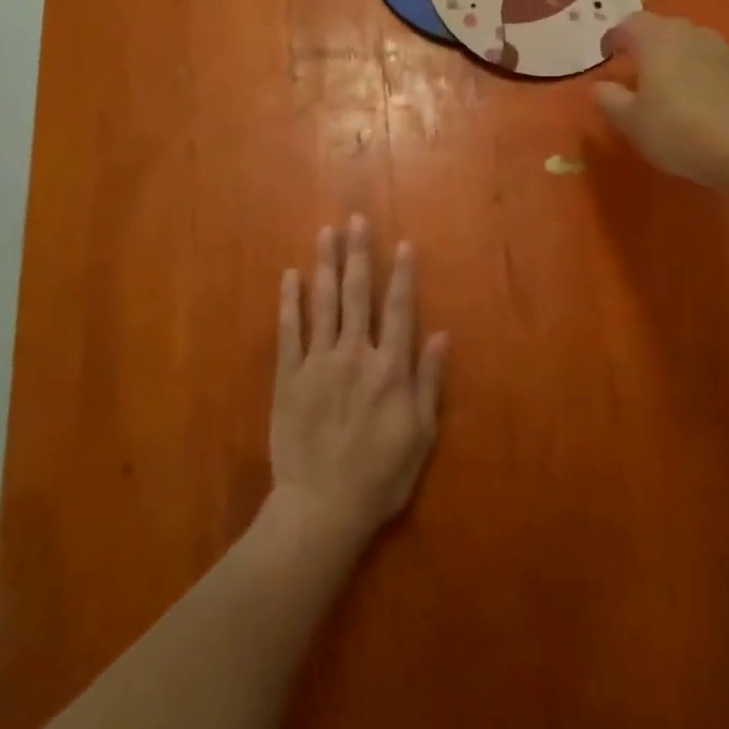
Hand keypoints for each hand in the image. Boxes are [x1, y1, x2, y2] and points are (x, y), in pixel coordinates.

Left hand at [269, 216, 446, 557]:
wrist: (322, 507)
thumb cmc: (380, 476)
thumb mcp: (420, 434)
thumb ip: (429, 381)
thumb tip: (440, 334)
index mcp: (390, 369)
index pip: (399, 309)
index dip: (402, 274)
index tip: (402, 243)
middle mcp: (355, 354)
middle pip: (357, 294)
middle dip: (358, 254)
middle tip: (356, 220)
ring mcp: (318, 363)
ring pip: (323, 303)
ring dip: (325, 265)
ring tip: (325, 233)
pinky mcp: (288, 377)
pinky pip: (289, 331)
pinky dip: (290, 301)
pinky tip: (290, 276)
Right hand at [595, 12, 728, 189]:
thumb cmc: (677, 131)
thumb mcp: (630, 121)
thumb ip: (609, 98)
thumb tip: (600, 85)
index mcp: (657, 39)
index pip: (628, 23)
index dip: (613, 37)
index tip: (607, 56)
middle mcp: (692, 33)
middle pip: (663, 29)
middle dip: (647, 45)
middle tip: (638, 71)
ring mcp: (725, 48)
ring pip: (692, 44)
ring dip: (678, 58)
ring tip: (673, 87)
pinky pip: (716, 62)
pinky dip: (704, 73)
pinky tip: (705, 101)